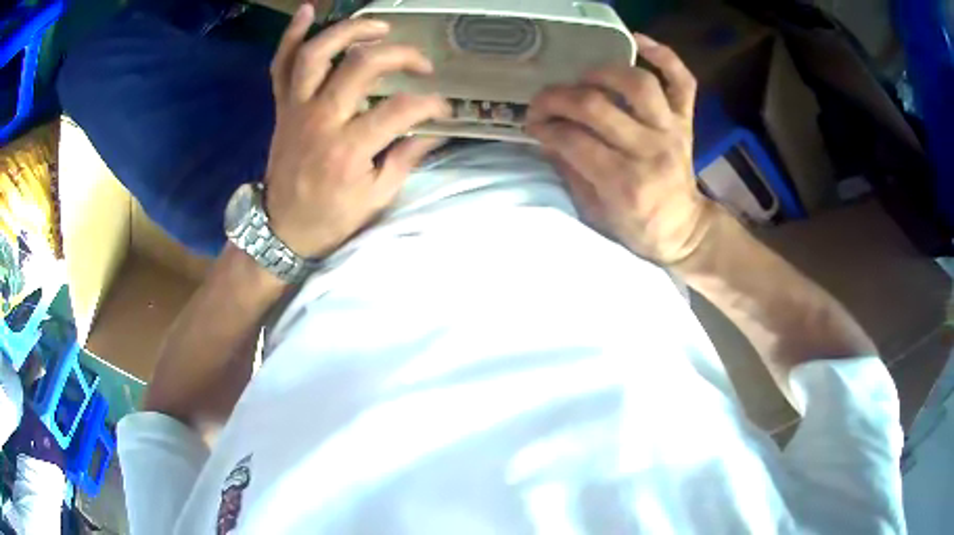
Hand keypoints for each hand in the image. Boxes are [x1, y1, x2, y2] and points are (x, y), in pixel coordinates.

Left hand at [264, 3, 449, 257]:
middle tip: (420, 63)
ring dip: (349, 30)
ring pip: (316, 53)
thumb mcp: (376, 198)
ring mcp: (297, 109)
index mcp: (349, 150)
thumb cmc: (331, 217)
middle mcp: (321, 120)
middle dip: (400, 55)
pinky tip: (307, 11)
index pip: (401, 109)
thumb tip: (435, 130)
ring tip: (379, 25)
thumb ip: (405, 158)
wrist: (281, 229)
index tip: (443, 109)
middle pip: (361, 65)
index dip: (430, 104)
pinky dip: (290, 36)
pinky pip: (280, 65)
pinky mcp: (283, 107)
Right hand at [526, 34, 712, 264]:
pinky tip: (637, 41)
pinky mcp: (686, 121)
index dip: (544, 126)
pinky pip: (682, 80)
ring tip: (583, 78)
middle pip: (596, 106)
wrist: (684, 230)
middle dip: (558, 98)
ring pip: (637, 84)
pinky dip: (663, 55)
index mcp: (625, 183)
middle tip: (542, 102)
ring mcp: (671, 131)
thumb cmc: (638, 228)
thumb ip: (570, 171)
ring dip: (602, 72)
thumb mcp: (594, 213)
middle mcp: (650, 151)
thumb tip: (547, 135)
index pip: (573, 140)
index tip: (532, 124)